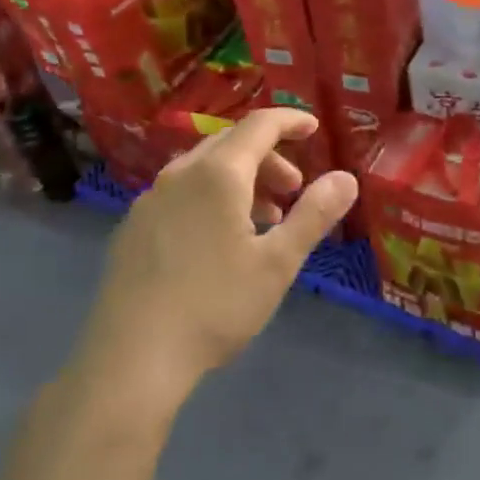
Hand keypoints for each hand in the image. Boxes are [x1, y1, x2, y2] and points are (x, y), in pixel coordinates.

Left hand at [82, 109, 357, 404]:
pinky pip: (180, 193)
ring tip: (263, 219)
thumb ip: (313, 215)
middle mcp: (179, 175)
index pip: (259, 126)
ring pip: (203, 170)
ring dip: (240, 180)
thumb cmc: (216, 305)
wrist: (133, 358)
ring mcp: (149, 201)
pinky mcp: (132, 228)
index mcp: (218, 175)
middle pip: (230, 144)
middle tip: (294, 189)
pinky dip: (211, 198)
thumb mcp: (278, 263)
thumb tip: (346, 178)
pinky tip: (218, 240)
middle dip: (268, 157)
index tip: (313, 128)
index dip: (289, 121)